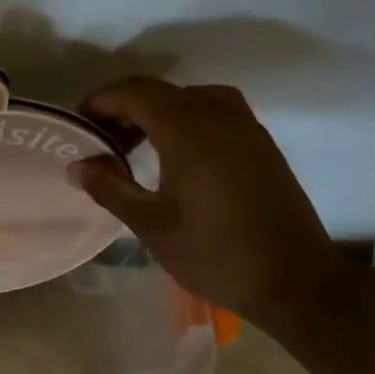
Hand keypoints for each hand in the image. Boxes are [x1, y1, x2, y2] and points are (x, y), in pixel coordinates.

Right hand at [71, 78, 353, 336]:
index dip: (100, 101)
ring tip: (133, 146)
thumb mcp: (152, 224)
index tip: (78, 125)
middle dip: (124, 108)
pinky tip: (174, 155)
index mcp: (187, 128)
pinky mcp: (260, 142)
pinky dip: (183, 120)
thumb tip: (78, 166)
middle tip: (100, 140)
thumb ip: (110, 188)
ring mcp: (245, 125)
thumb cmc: (215, 253)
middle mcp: (217, 113)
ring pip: (188, 98)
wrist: (296, 282)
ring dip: (155, 112)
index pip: (133, 92)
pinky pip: (212, 111)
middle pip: (159, 91)